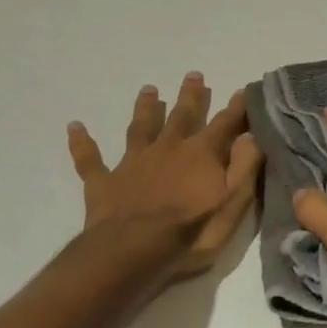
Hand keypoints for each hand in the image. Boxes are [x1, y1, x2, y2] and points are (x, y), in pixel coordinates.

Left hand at [67, 72, 263, 281]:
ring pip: (140, 128)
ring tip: (149, 90)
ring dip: (145, 108)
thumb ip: (245, 166)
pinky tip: (74, 127)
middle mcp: (168, 148)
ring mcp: (133, 163)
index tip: (244, 89)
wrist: (132, 252)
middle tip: (193, 75)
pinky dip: (82, 143)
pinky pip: (90, 160)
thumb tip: (252, 134)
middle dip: (190, 96)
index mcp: (201, 153)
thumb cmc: (191, 231)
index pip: (224, 124)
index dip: (236, 108)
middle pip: (181, 116)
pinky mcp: (104, 183)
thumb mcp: (233, 202)